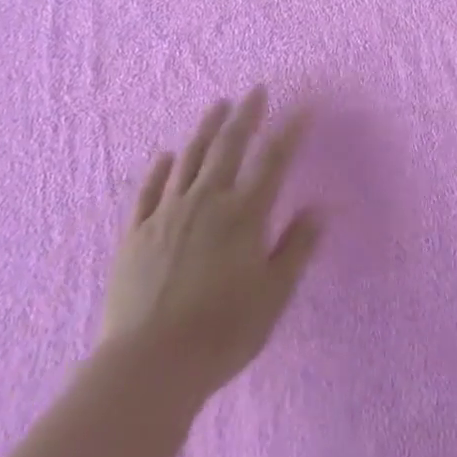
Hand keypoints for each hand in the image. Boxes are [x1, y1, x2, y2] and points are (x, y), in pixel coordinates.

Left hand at [101, 88, 319, 398]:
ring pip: (190, 158)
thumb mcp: (274, 295)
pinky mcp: (136, 233)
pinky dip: (161, 168)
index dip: (290, 131)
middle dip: (246, 115)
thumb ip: (297, 248)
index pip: (273, 160)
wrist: (147, 366)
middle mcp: (207, 201)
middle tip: (256, 90)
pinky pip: (150, 190)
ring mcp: (167, 213)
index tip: (303, 107)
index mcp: (244, 214)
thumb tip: (320, 208)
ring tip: (218, 105)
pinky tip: (167, 155)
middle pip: (229, 146)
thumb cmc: (221, 332)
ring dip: (206, 128)